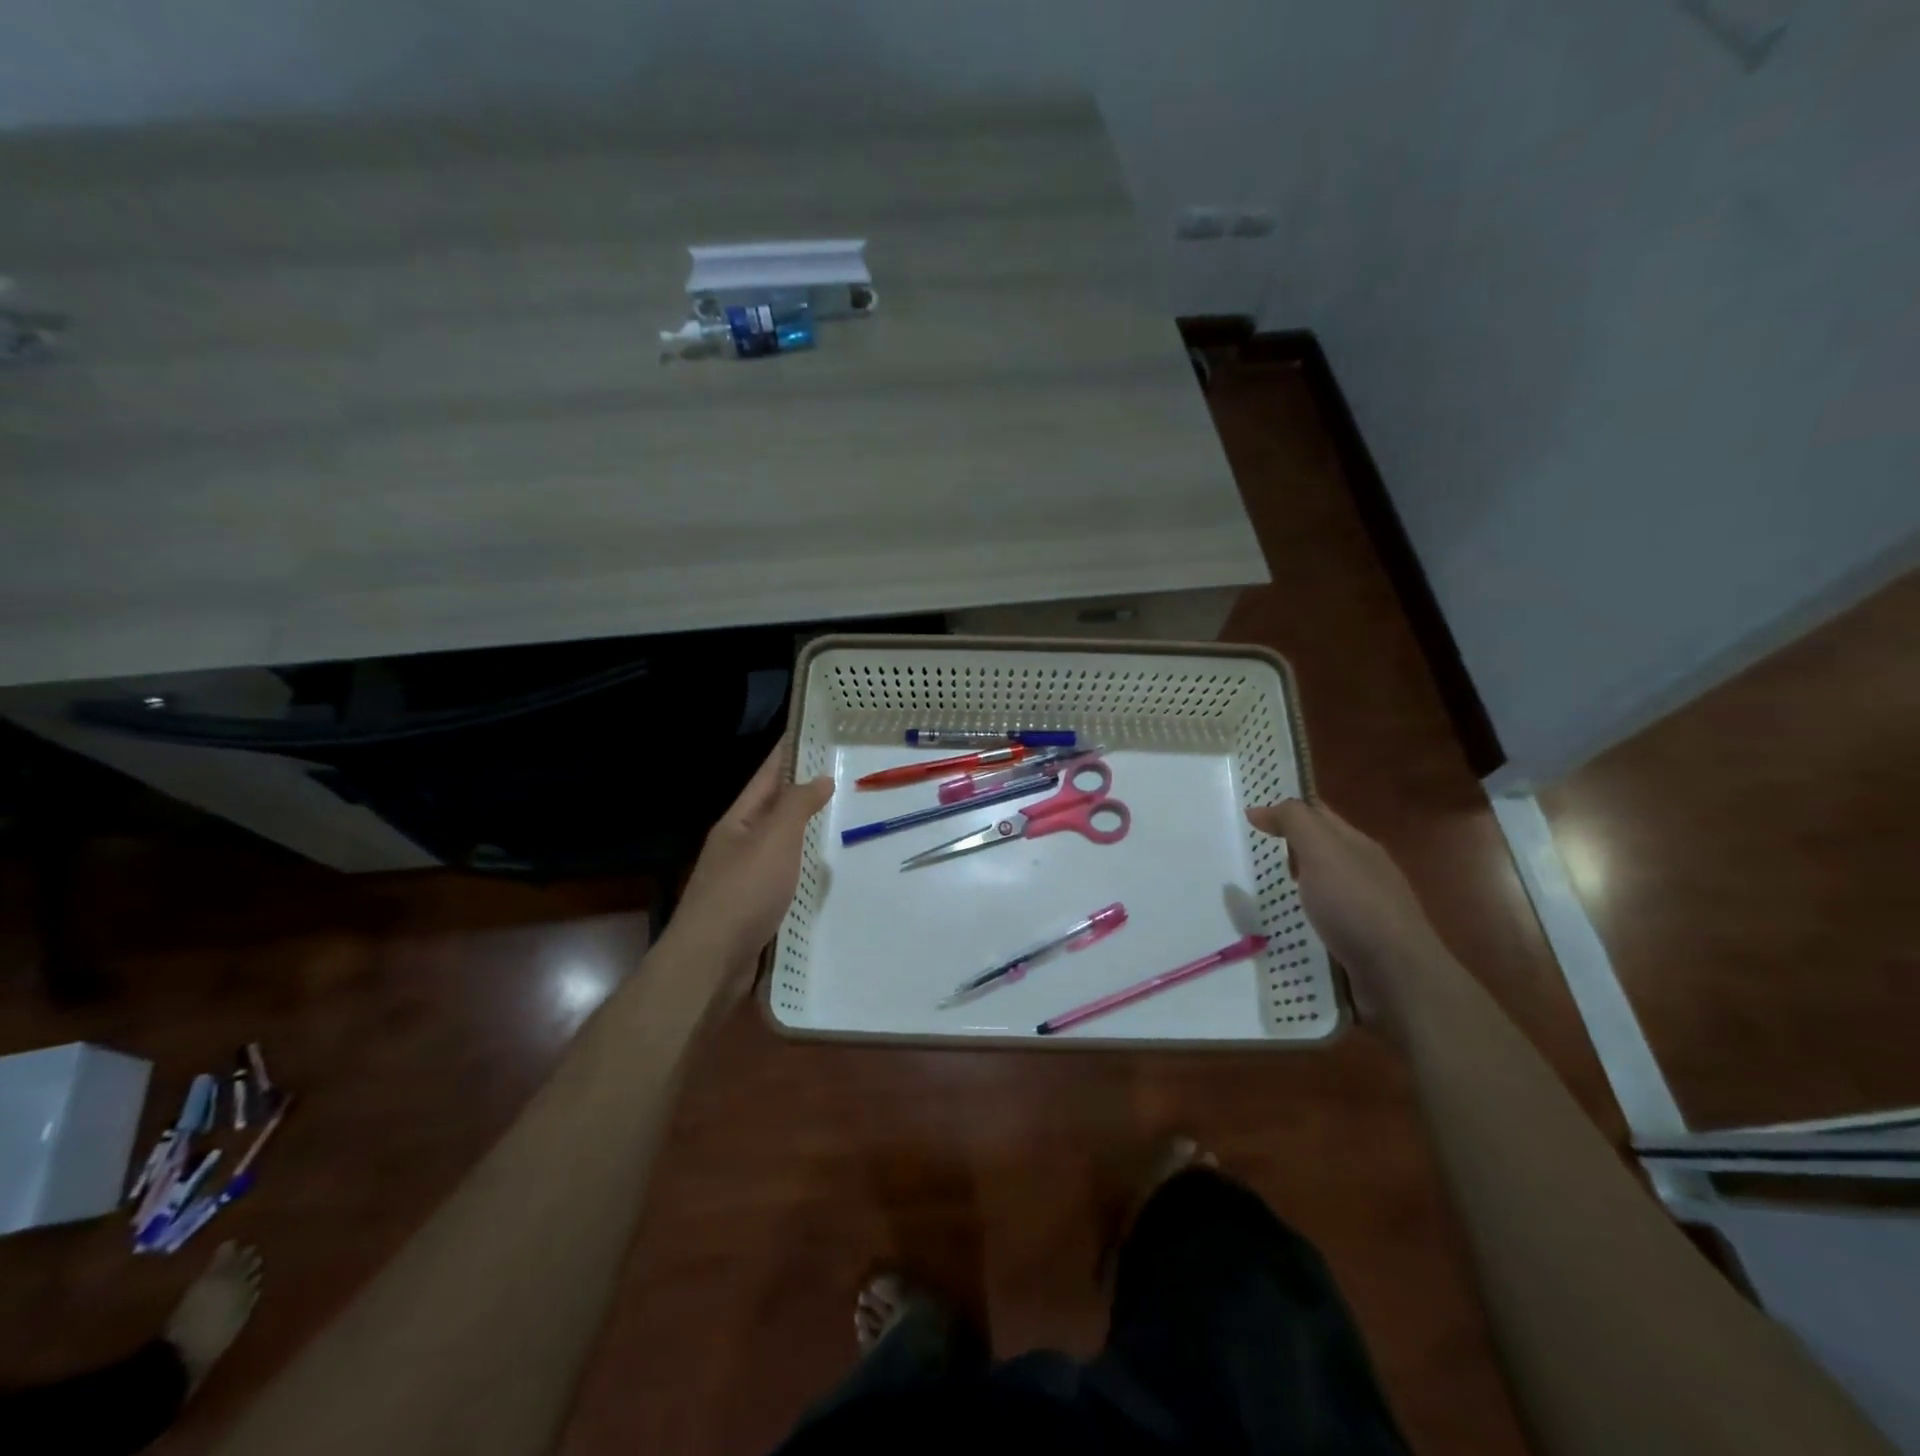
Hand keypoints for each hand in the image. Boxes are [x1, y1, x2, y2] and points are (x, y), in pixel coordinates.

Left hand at [667, 739, 833, 999]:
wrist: (711, 963)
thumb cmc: (743, 892)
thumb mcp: (774, 839)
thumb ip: (797, 806)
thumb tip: (820, 776)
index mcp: (738, 821)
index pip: (767, 776)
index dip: (788, 752)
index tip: (812, 731)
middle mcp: (738, 844)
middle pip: (774, 809)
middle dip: (803, 790)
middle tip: (843, 774)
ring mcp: (745, 878)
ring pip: (781, 844)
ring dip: (806, 830)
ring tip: (842, 816)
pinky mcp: (756, 908)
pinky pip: (786, 876)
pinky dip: (805, 867)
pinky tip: (825, 870)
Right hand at [1245, 799, 1449, 1021]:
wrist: (1398, 977)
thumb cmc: (1356, 905)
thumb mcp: (1321, 851)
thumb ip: (1293, 823)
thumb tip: (1258, 809)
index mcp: (1357, 845)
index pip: (1318, 814)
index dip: (1287, 810)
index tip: (1251, 816)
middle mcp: (1364, 871)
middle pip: (1321, 849)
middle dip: (1289, 847)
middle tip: (1249, 852)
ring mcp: (1365, 908)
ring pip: (1323, 885)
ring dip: (1296, 884)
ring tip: (1260, 891)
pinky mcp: (1360, 941)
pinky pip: (1325, 918)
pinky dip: (1304, 916)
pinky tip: (1288, 926)